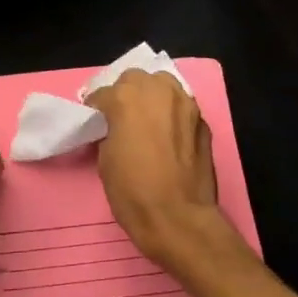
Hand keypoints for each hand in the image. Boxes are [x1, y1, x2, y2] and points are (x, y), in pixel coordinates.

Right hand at [86, 70, 226, 268]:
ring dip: (151, 96)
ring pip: (164, 85)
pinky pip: (181, 107)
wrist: (177, 217)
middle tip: (119, 117)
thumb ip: (109, 131)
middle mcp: (158, 91)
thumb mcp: (105, 159)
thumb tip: (114, 127)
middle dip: (125, 93)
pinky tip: (166, 134)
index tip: (94, 121)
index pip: (104, 93)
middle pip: (136, 79)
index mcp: (126, 98)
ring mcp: (185, 104)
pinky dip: (171, 114)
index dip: (96, 108)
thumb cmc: (132, 191)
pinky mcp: (203, 122)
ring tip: (145, 119)